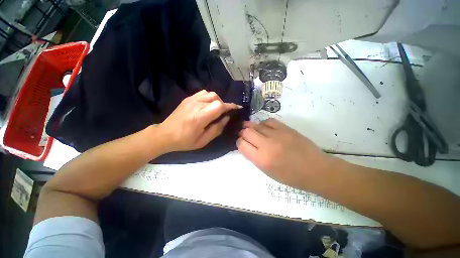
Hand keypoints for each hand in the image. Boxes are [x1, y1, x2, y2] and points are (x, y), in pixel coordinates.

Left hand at [158, 90, 241, 151]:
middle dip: (223, 105)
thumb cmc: (185, 141)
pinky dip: (209, 97)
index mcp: (200, 117)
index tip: (237, 108)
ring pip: (210, 94)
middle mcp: (196, 105)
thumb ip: (217, 129)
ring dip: (217, 100)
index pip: (219, 106)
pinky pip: (203, 93)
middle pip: (216, 98)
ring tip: (216, 109)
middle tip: (223, 114)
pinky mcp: (188, 98)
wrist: (165, 135)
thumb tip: (226, 118)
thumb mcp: (203, 140)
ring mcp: (191, 100)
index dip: (230, 106)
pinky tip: (207, 105)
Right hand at [237, 118, 336, 189]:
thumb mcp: (268, 172)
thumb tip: (247, 145)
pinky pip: (268, 121)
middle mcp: (267, 145)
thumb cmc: (290, 176)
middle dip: (242, 133)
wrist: (315, 170)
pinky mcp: (286, 128)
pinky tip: (265, 128)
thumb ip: (255, 157)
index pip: (242, 145)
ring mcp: (277, 135)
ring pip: (256, 125)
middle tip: (243, 134)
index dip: (239, 142)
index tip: (241, 142)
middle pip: (246, 132)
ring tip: (250, 128)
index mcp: (262, 160)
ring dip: (250, 126)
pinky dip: (263, 124)